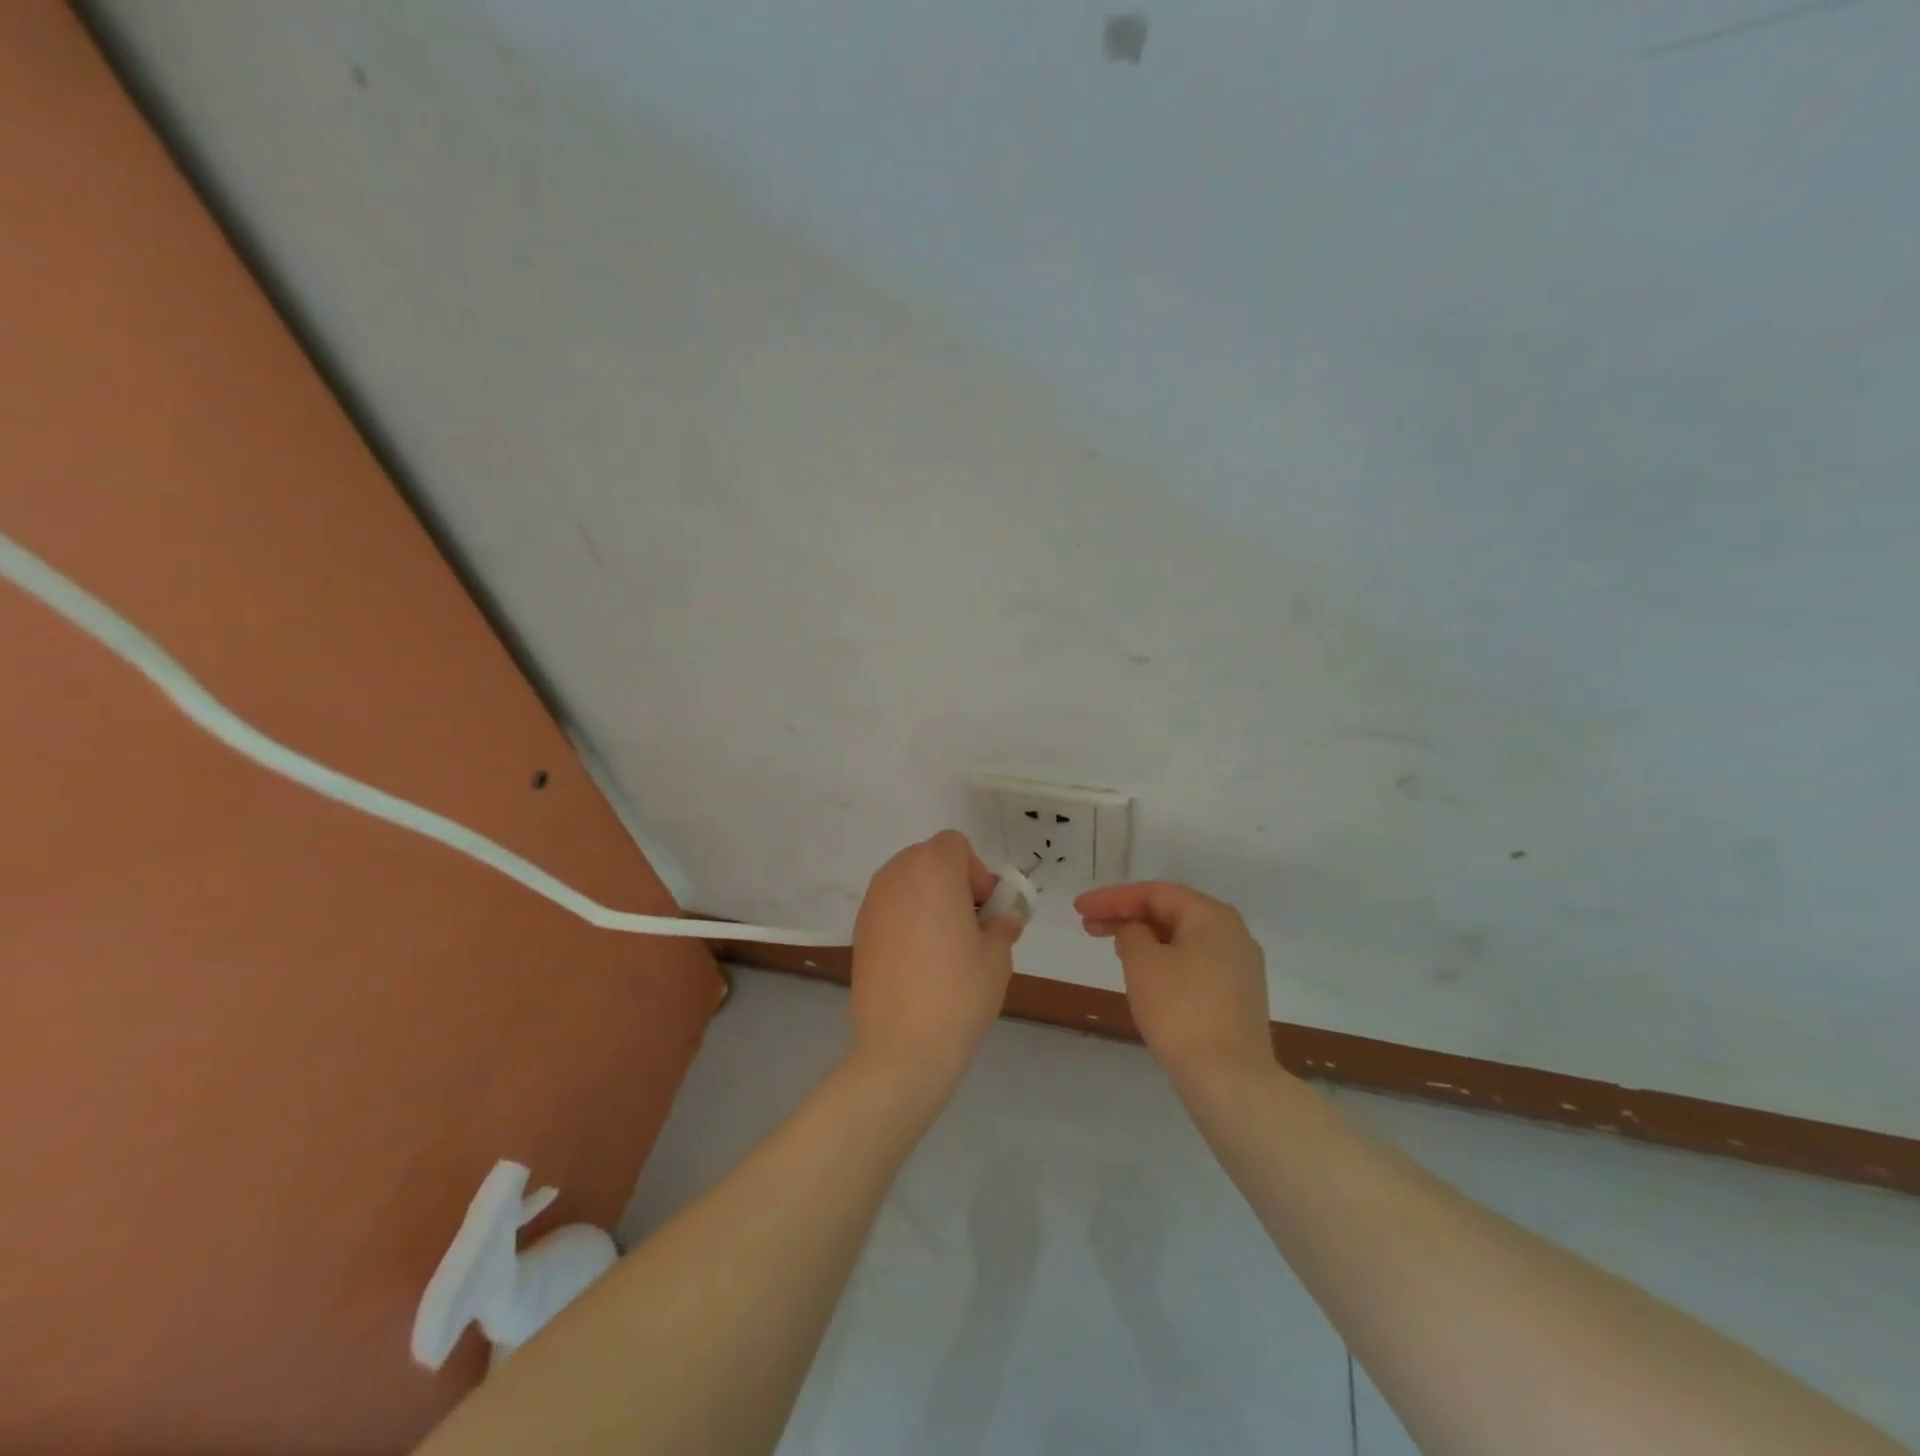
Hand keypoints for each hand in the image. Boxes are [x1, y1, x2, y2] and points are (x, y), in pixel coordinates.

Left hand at [849, 831, 1023, 1101]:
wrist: (902, 1046)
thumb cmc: (959, 992)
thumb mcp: (997, 956)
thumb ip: (1002, 926)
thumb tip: (1002, 920)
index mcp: (933, 869)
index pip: (955, 844)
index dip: (975, 871)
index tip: (983, 909)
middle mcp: (896, 875)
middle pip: (928, 858)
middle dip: (951, 881)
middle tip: (969, 924)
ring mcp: (872, 903)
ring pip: (907, 882)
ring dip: (928, 899)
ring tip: (944, 945)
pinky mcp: (859, 931)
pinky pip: (890, 908)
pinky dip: (907, 920)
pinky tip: (918, 961)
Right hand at [1074, 881, 1273, 1081]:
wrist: (1229, 1079)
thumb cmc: (1181, 1010)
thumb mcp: (1143, 962)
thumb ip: (1131, 934)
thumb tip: (1136, 933)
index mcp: (1212, 916)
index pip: (1155, 893)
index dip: (1112, 898)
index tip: (1079, 908)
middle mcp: (1232, 934)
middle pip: (1170, 913)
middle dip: (1126, 916)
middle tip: (1088, 925)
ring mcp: (1239, 968)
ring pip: (1181, 940)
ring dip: (1144, 939)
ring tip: (1111, 946)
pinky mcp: (1236, 998)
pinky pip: (1192, 964)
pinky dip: (1163, 960)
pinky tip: (1143, 974)